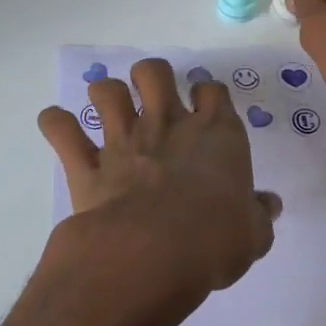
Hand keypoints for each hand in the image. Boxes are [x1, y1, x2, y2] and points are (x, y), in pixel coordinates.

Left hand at [38, 59, 281, 325]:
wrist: (153, 254)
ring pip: (105, 90)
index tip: (206, 105)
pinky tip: (58, 126)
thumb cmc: (215, 240)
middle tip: (152, 97)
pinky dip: (56, 124)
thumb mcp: (253, 235)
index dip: (209, 94)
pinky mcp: (86, 165)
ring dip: (104, 95)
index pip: (213, 91)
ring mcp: (123, 140)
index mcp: (215, 134)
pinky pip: (61, 130)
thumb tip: (270, 205)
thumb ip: (259, 215)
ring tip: (107, 111)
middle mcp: (167, 125)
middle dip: (151, 76)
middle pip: (154, 72)